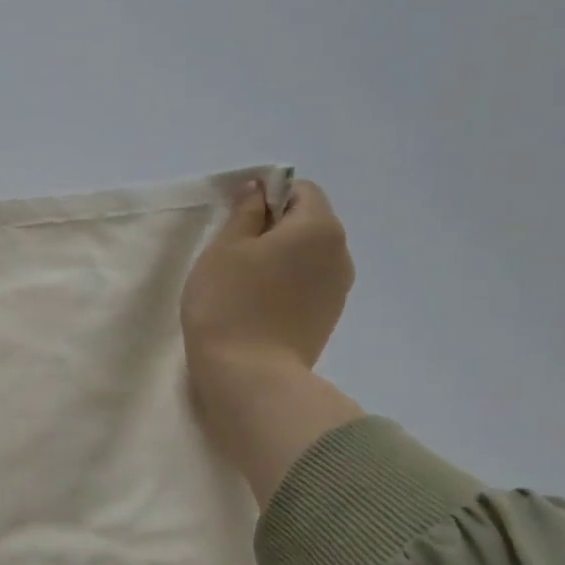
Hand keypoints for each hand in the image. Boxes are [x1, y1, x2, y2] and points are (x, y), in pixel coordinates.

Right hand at [182, 179, 353, 404]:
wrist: (249, 376)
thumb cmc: (229, 303)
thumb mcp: (224, 248)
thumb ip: (245, 212)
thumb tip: (258, 188)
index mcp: (319, 227)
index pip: (300, 190)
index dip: (266, 196)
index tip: (235, 220)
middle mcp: (340, 252)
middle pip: (308, 222)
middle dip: (273, 228)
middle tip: (232, 252)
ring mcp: (339, 288)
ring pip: (307, 255)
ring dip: (279, 258)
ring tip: (243, 282)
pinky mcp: (328, 317)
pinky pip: (308, 283)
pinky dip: (285, 283)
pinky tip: (257, 304)